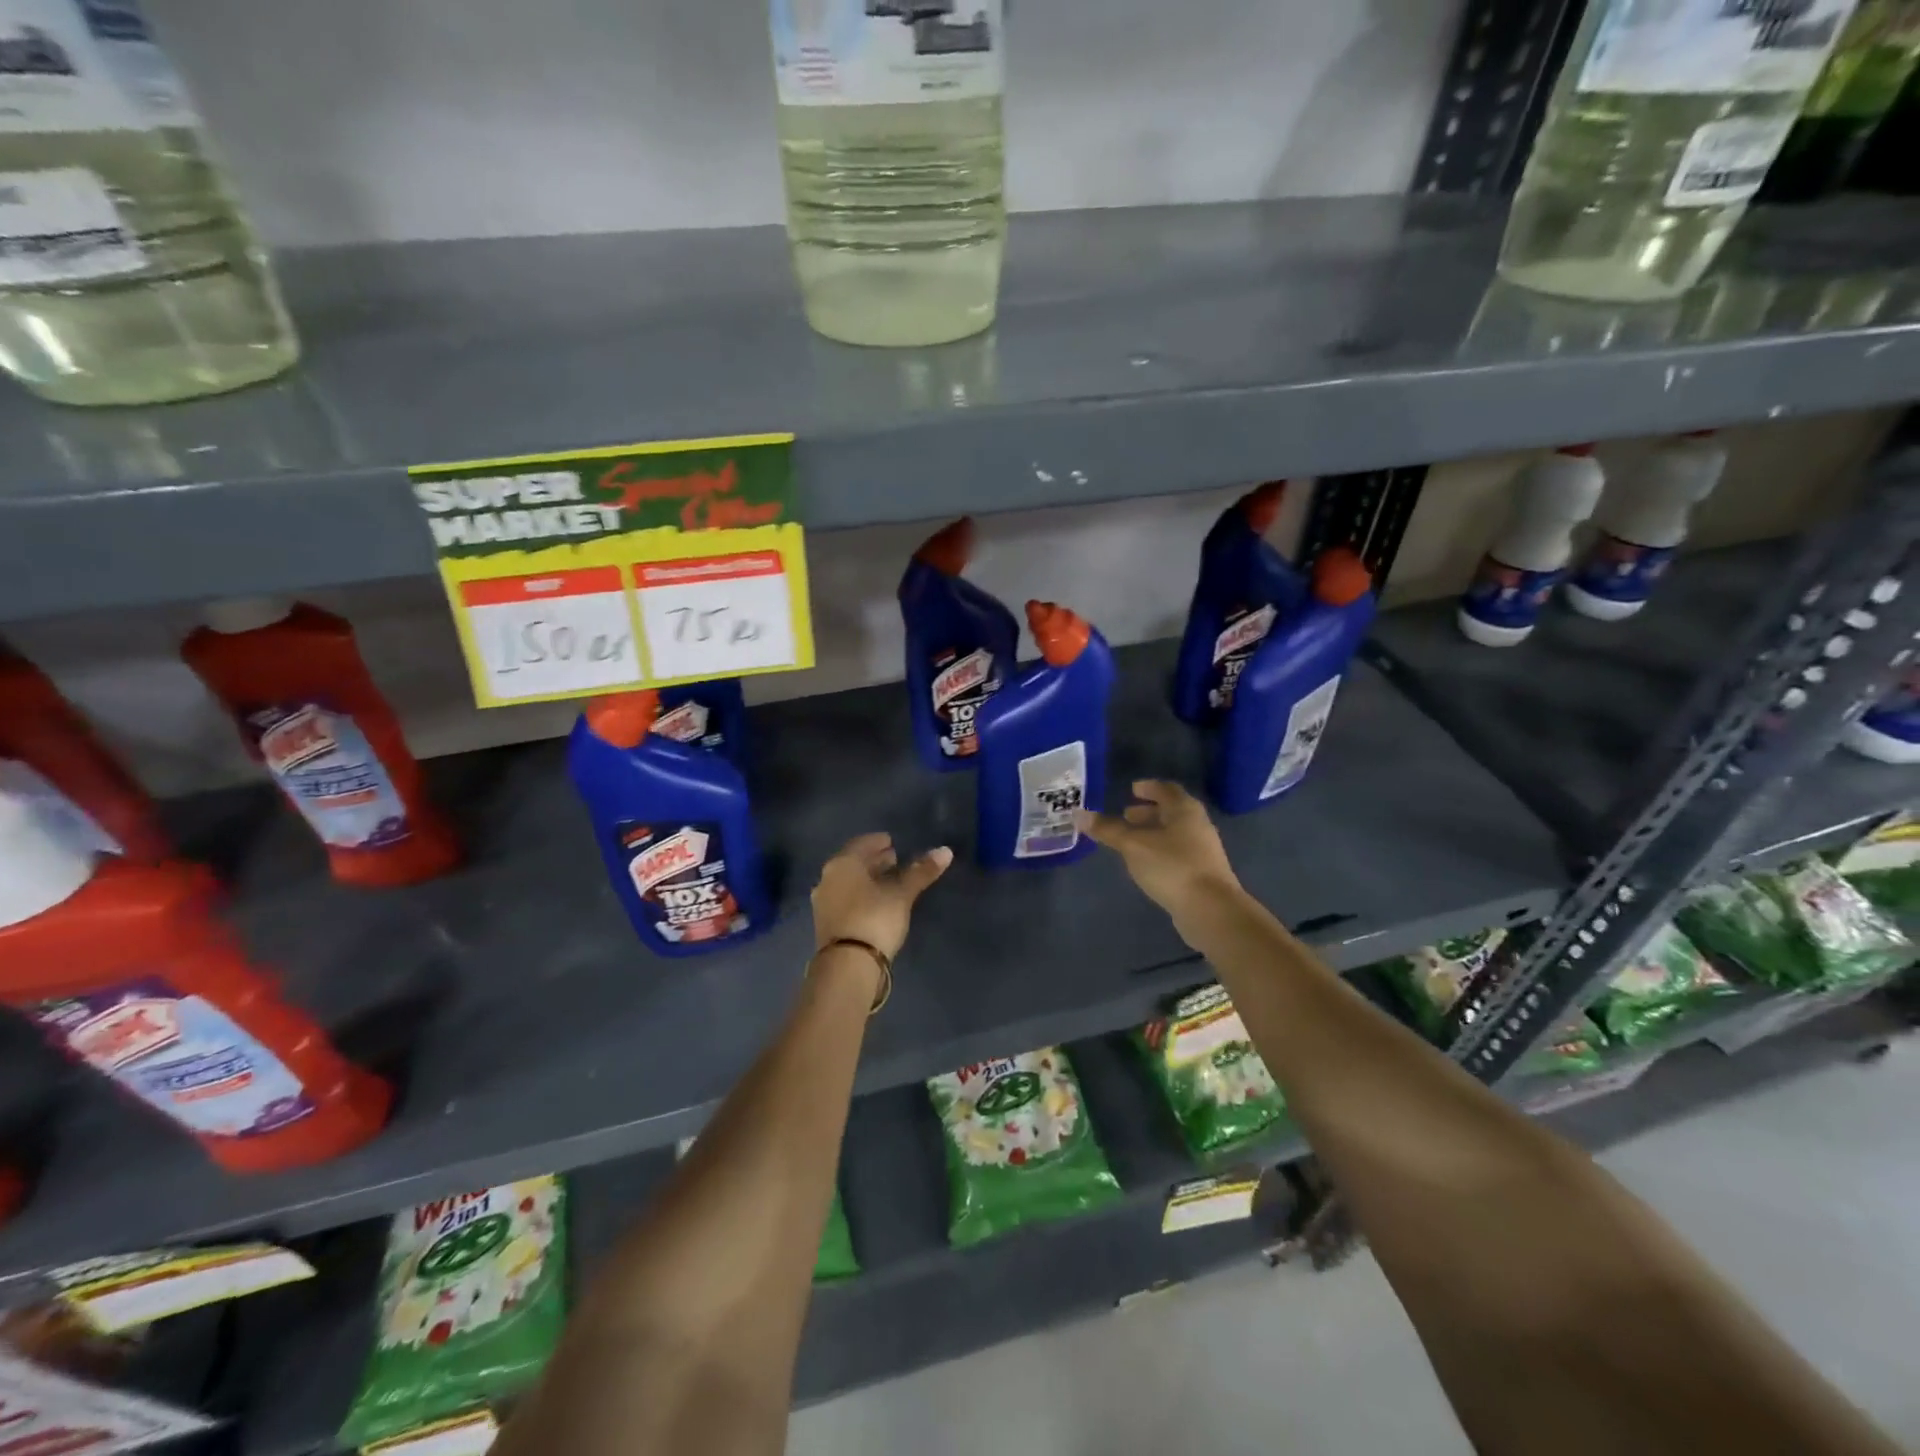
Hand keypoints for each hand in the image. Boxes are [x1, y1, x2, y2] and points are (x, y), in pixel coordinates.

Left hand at [811, 832, 951, 959]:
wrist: (847, 966)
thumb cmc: (874, 918)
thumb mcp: (901, 894)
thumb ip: (920, 872)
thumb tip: (945, 851)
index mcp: (843, 864)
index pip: (861, 844)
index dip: (877, 841)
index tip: (892, 842)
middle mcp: (827, 879)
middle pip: (853, 863)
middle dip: (873, 860)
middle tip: (894, 858)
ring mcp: (824, 903)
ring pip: (848, 882)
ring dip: (867, 879)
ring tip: (888, 880)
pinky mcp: (826, 924)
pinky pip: (845, 899)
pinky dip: (860, 895)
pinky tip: (876, 902)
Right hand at [1075, 780, 1241, 923]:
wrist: (1211, 910)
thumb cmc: (1172, 867)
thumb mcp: (1133, 845)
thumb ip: (1108, 829)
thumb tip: (1079, 814)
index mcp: (1184, 810)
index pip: (1166, 789)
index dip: (1149, 788)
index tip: (1132, 789)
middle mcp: (1197, 825)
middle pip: (1172, 811)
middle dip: (1148, 812)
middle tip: (1126, 814)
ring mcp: (1203, 850)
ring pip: (1175, 833)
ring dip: (1153, 833)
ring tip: (1131, 840)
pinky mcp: (1202, 873)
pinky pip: (1178, 853)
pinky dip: (1160, 851)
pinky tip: (1146, 863)